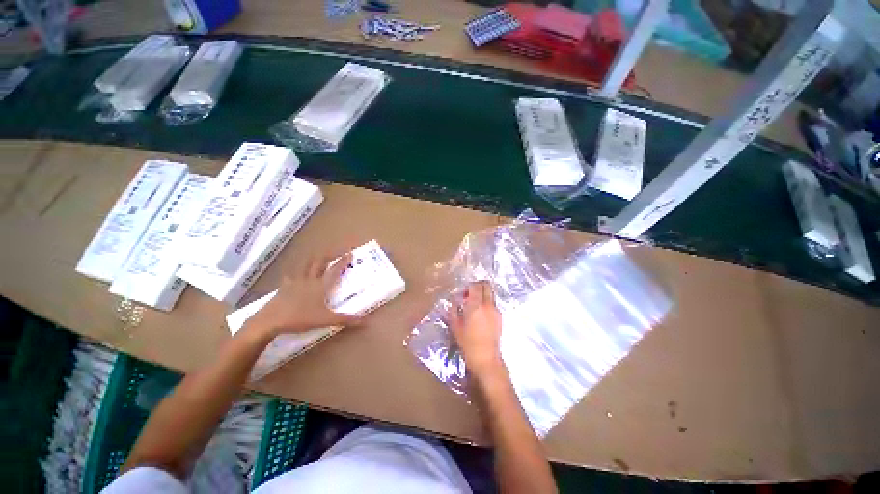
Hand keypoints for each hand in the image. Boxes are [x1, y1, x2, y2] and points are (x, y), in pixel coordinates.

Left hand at [250, 253, 360, 334]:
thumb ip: (345, 319)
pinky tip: (292, 277)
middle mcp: (308, 280)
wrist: (274, 318)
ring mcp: (295, 281)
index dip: (342, 261)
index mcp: (320, 286)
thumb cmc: (301, 318)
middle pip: (318, 262)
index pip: (334, 270)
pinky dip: (294, 275)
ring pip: (304, 266)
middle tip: (333, 251)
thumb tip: (365, 320)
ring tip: (315, 257)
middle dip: (327, 255)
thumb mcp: (325, 321)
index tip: (350, 252)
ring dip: (312, 260)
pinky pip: (291, 277)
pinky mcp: (284, 287)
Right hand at [448, 281, 503, 375]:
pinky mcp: (500, 318)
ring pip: (491, 295)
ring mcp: (496, 311)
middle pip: (487, 286)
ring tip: (473, 308)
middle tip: (468, 295)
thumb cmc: (468, 343)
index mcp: (476, 305)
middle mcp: (488, 305)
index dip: (468, 286)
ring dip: (482, 296)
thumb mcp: (455, 326)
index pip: (475, 285)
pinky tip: (479, 317)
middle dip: (478, 287)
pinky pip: (493, 305)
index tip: (462, 294)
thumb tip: (454, 301)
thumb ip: (453, 310)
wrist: (485, 357)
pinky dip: (486, 305)